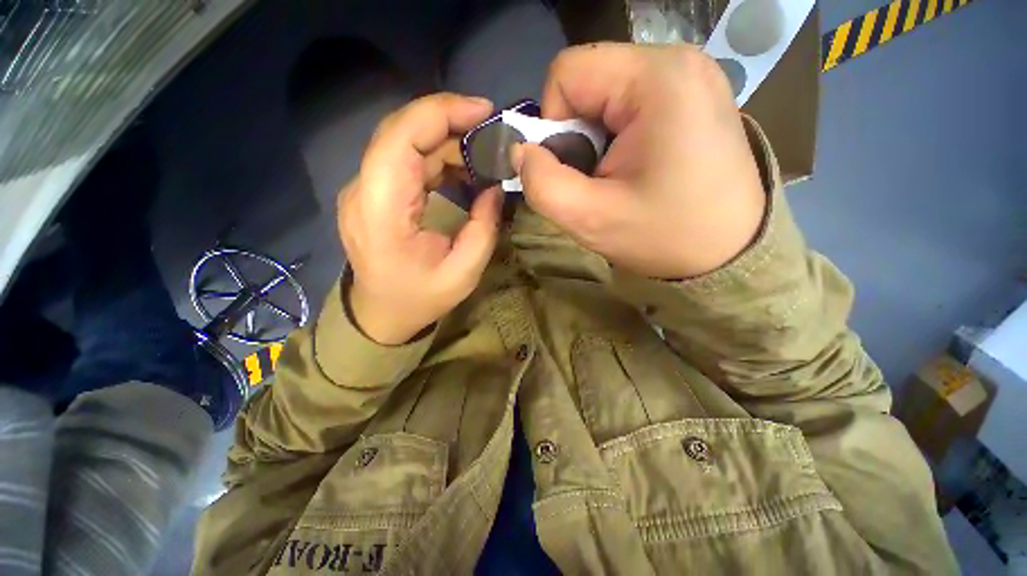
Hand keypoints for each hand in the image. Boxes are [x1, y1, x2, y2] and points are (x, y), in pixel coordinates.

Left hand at [338, 94, 501, 344]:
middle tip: (490, 132)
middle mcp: (364, 190)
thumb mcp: (463, 272)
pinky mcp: (373, 194)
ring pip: (403, 143)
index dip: (442, 112)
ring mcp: (364, 190)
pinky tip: (460, 169)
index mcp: (382, 211)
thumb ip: (484, 227)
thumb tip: (494, 188)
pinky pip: (403, 161)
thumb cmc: (420, 299)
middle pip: (401, 132)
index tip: (484, 112)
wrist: (381, 315)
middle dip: (449, 121)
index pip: (401, 137)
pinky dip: (434, 157)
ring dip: (444, 141)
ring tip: (481, 155)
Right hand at [513, 43, 766, 278]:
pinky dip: (616, 137)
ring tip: (618, 176)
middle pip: (588, 81)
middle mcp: (678, 61)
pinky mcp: (692, 96)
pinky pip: (629, 103)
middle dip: (576, 134)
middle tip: (598, 178)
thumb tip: (521, 152)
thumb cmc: (665, 237)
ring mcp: (690, 76)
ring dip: (595, 139)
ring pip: (605, 94)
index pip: (567, 73)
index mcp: (657, 78)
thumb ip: (542, 184)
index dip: (553, 123)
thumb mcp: (591, 219)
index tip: (574, 167)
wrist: (730, 254)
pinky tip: (635, 167)